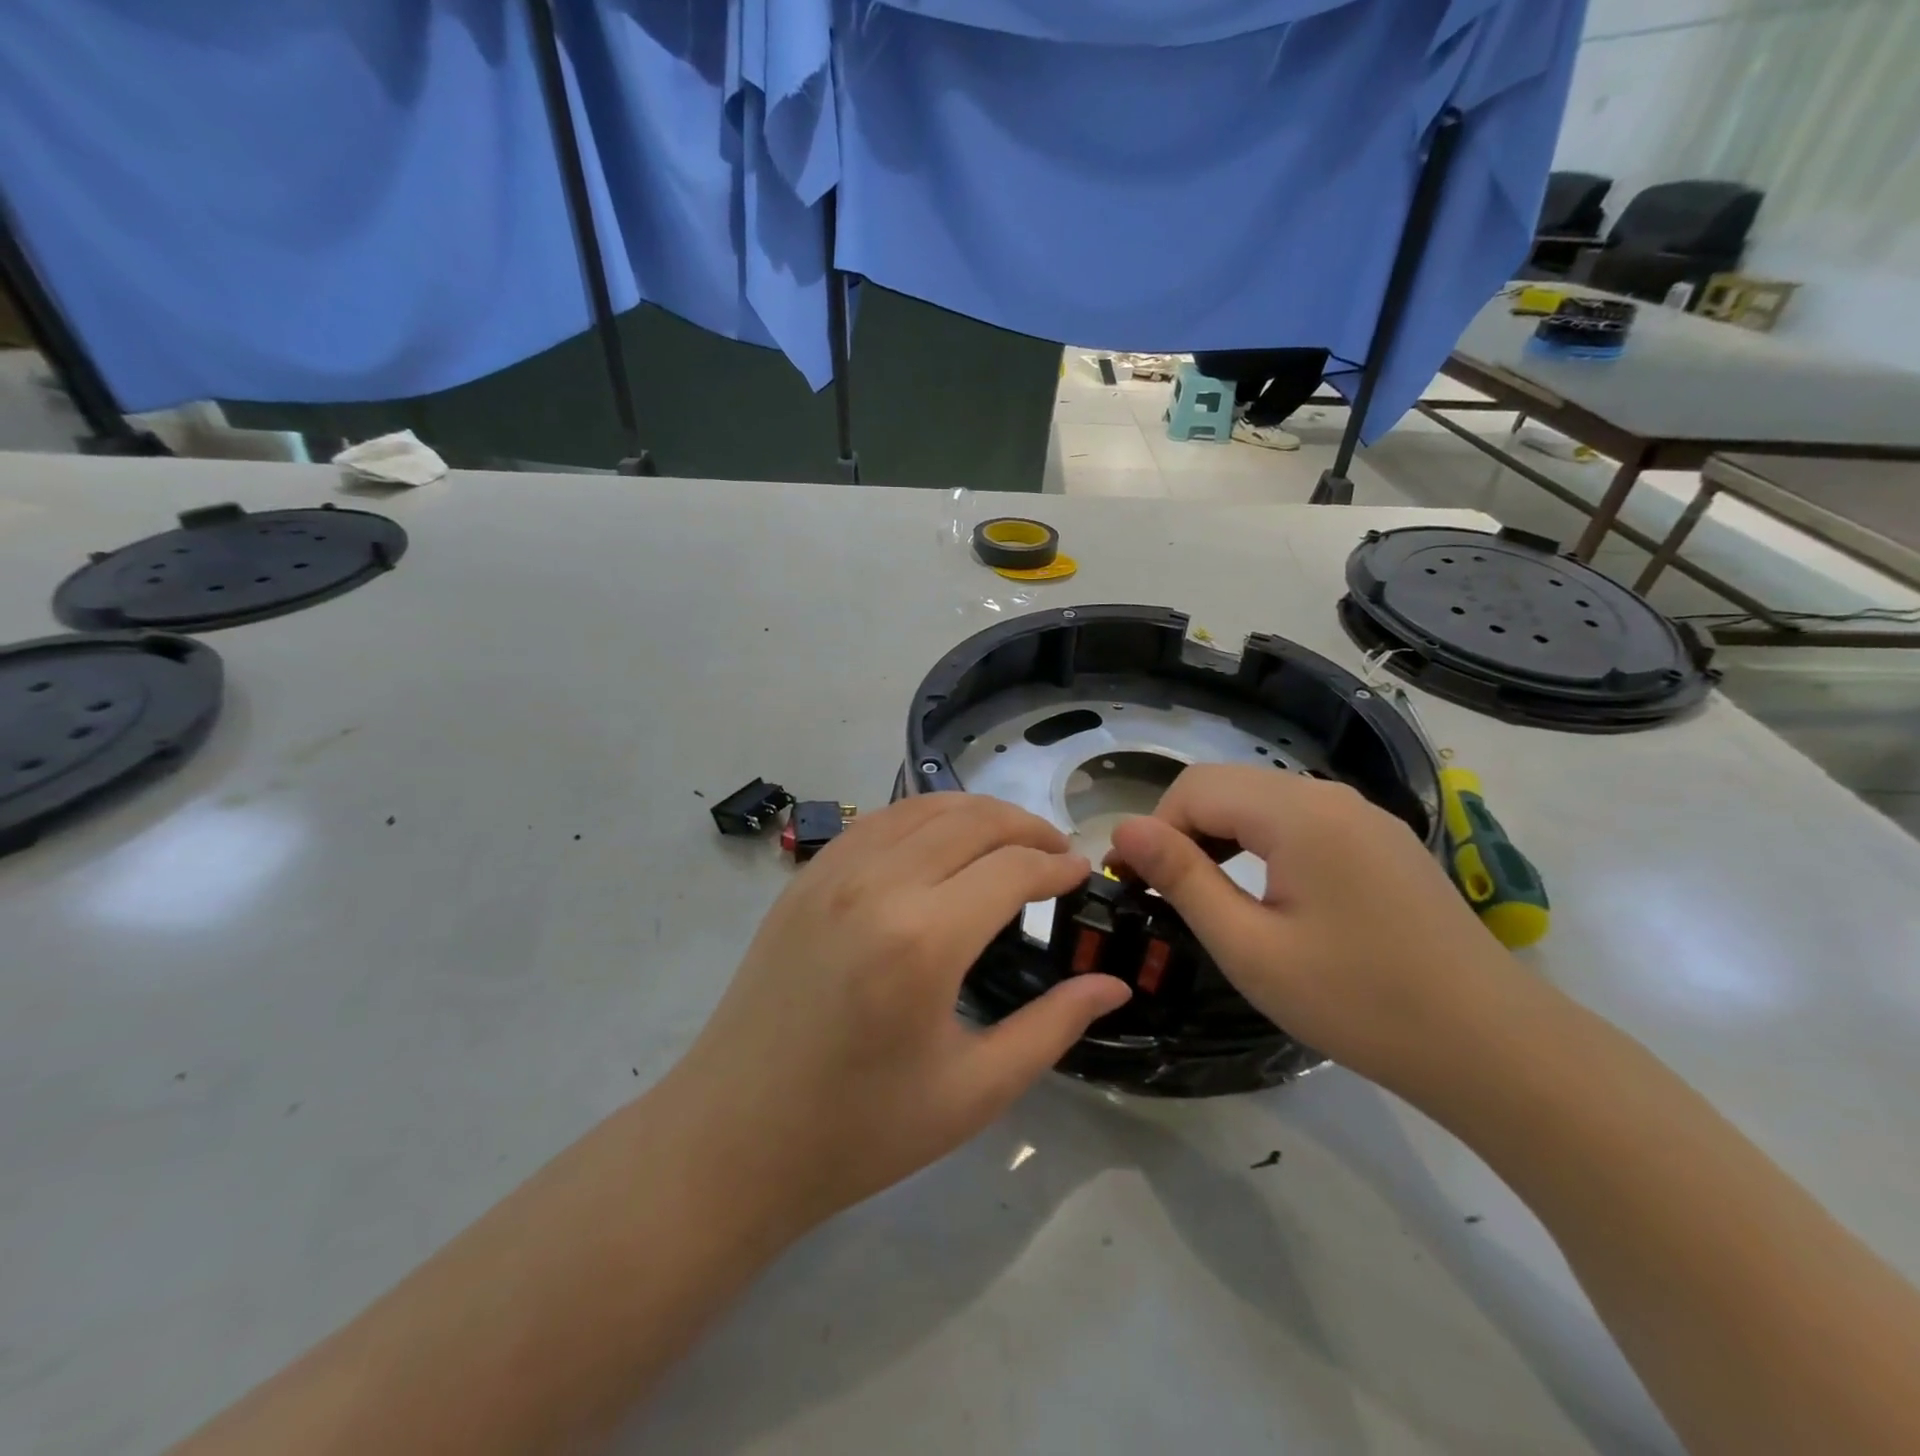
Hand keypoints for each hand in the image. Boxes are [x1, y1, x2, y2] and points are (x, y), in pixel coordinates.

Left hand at [670, 794, 1130, 1232]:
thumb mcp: (973, 1092)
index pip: (1013, 869)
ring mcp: (833, 873)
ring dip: (977, 813)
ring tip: (1009, 840)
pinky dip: (923, 817)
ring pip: (923, 808)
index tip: (1082, 875)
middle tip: (1056, 854)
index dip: (1058, 866)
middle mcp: (878, 886)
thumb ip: (1051, 1028)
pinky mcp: (805, 878)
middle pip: (973, 820)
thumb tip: (1112, 985)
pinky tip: (940, 844)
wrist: (732, 1139)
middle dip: (1027, 826)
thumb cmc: (858, 1131)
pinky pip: (878, 822)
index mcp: (924, 940)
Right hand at [1108, 765, 1535, 1098]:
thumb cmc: (1358, 1001)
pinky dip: (1264, 844)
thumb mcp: (1250, 948)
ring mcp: (1363, 815)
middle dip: (1185, 831)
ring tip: (1213, 897)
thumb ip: (1183, 878)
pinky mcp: (1381, 841)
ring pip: (1263, 801)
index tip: (1139, 886)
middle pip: (1228, 786)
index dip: (1155, 830)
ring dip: (1222, 837)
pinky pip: (1301, 821)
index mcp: (1297, 812)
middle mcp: (1330, 795)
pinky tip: (1271, 896)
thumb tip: (1123, 828)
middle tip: (1171, 897)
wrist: (1492, 1047)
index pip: (1194, 788)